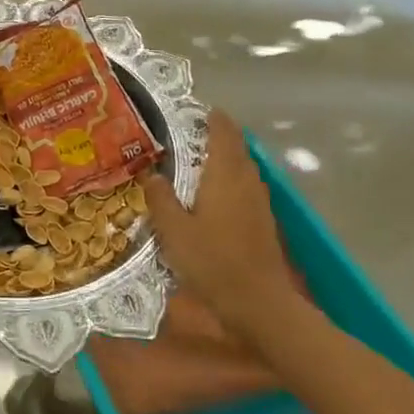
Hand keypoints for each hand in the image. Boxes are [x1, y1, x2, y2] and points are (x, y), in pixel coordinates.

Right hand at [143, 111, 310, 352]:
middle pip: (236, 148)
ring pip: (242, 169)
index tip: (197, 110)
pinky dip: (229, 182)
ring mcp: (259, 202)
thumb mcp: (174, 231)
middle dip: (217, 137)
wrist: (259, 303)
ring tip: (196, 162)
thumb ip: (161, 199)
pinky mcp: (262, 222)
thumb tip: (151, 173)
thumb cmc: (213, 261)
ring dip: (224, 160)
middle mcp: (246, 181)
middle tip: (187, 135)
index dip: (213, 118)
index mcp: (225, 175)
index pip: (224, 132)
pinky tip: (211, 197)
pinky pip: (245, 188)